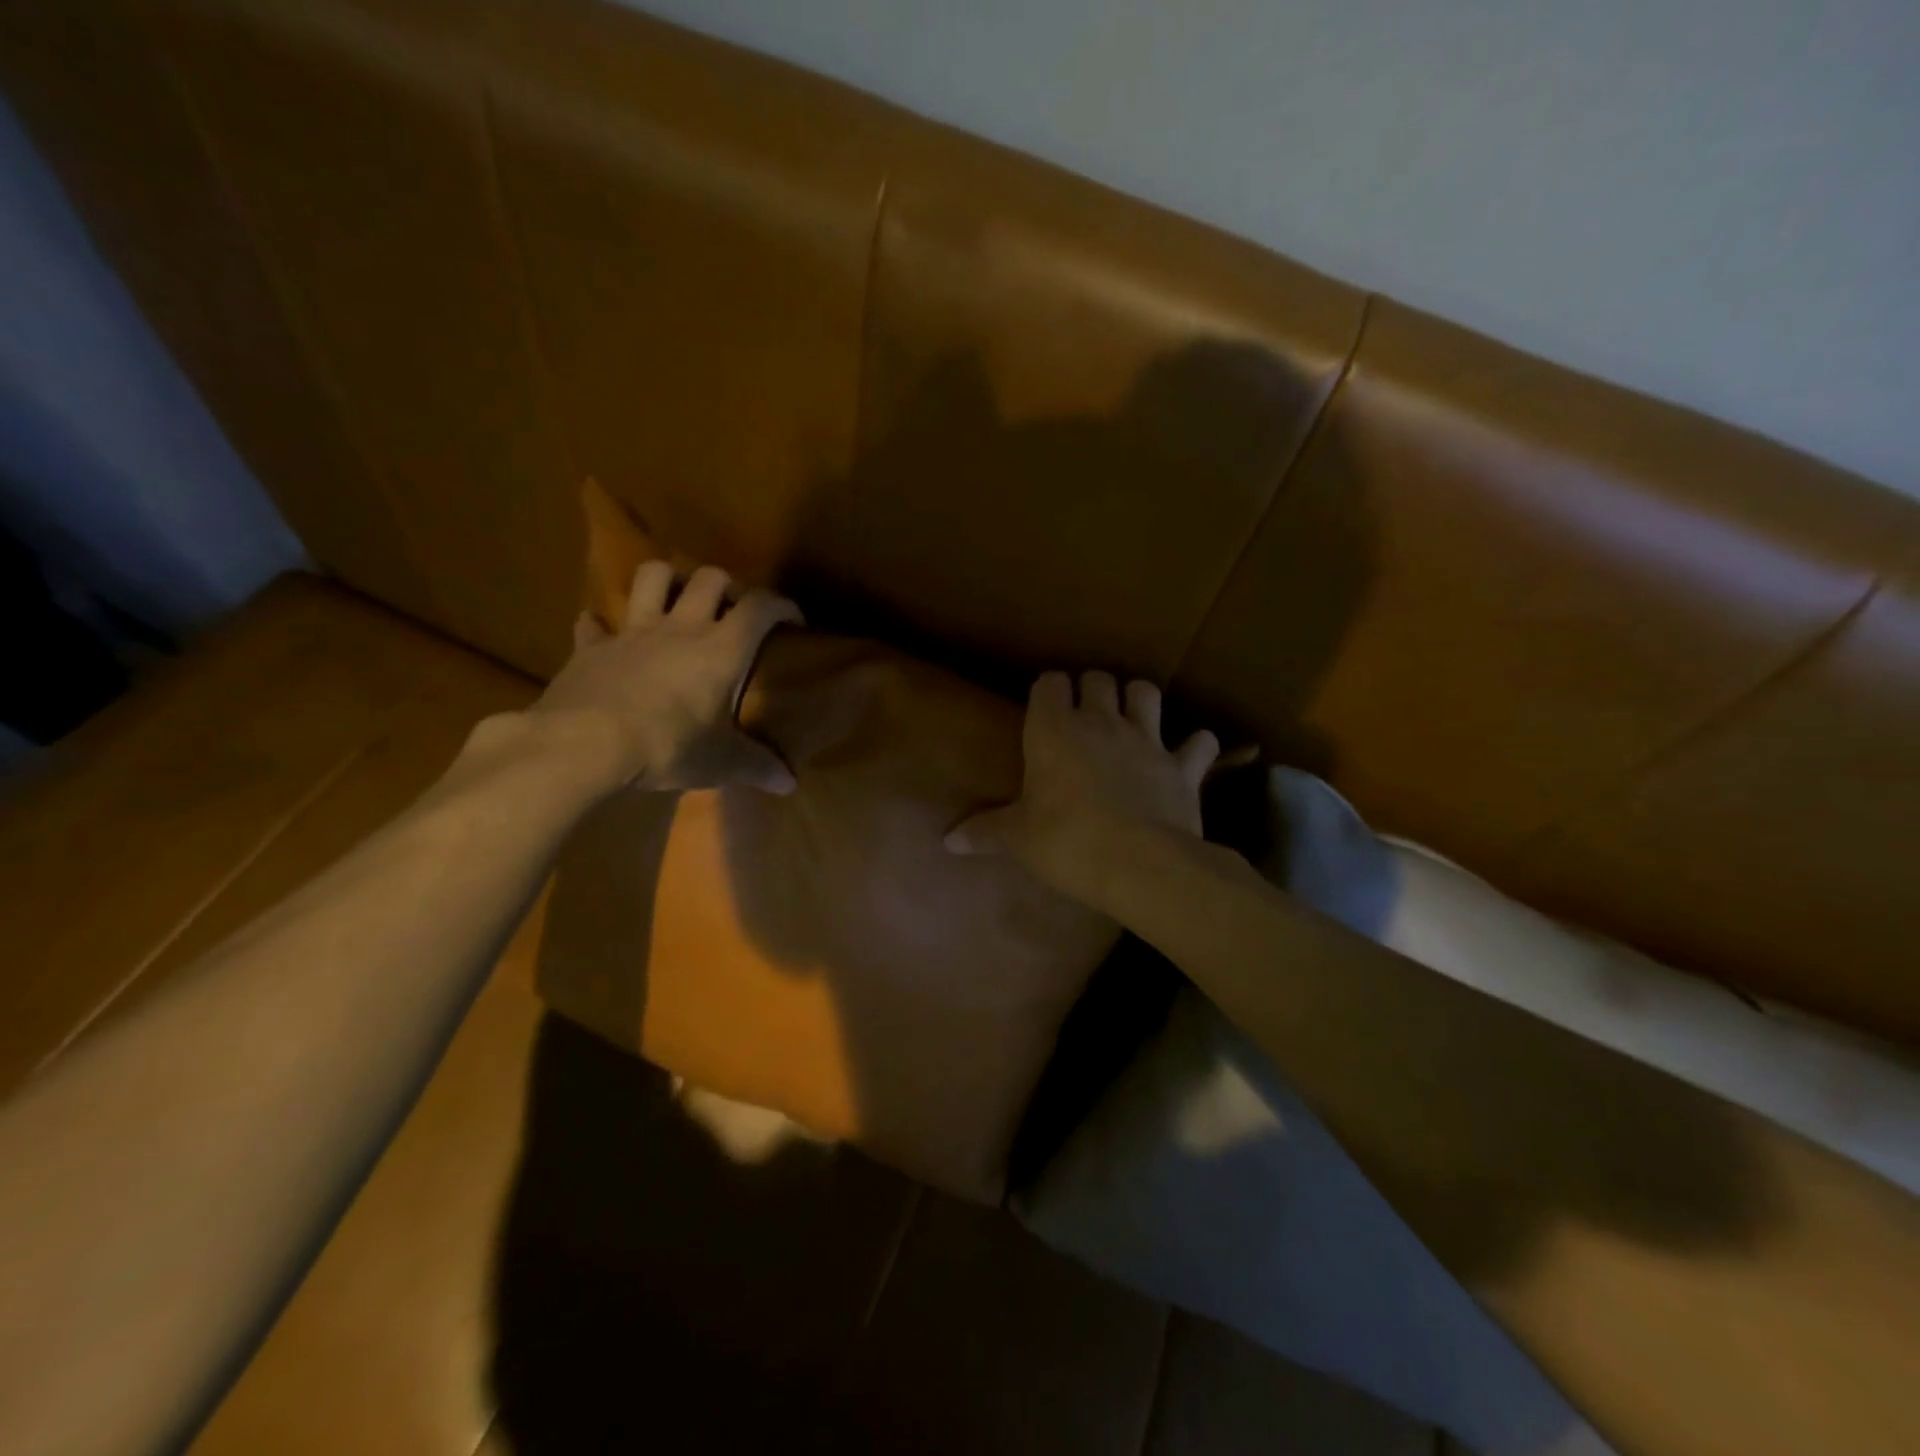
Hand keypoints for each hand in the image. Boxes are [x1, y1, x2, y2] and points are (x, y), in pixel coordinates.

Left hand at [529, 561, 801, 792]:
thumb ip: (758, 766)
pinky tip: (604, 633)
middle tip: (733, 608)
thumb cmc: (669, 745)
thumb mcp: (721, 762)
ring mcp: (632, 632)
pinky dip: (601, 624)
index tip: (792, 620)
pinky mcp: (592, 647)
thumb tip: (790, 784)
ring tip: (676, 597)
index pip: (760, 608)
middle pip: (709, 579)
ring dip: (667, 579)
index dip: (780, 605)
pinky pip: (593, 624)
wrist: (585, 743)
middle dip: (727, 584)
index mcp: (721, 649)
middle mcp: (681, 628)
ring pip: (651, 577)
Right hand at [945, 670, 1220, 905]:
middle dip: (1091, 689)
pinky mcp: (1183, 765)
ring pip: (1146, 692)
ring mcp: (1147, 739)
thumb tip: (947, 840)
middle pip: (1098, 679)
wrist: (1141, 864)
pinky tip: (1189, 754)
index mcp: (1055, 730)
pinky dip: (1195, 746)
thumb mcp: (1019, 839)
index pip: (1050, 683)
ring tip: (1131, 719)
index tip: (1044, 708)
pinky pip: (1199, 743)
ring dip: (1138, 700)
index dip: (1048, 691)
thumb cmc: (1067, 843)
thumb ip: (985, 832)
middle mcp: (1101, 722)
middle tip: (1084, 715)